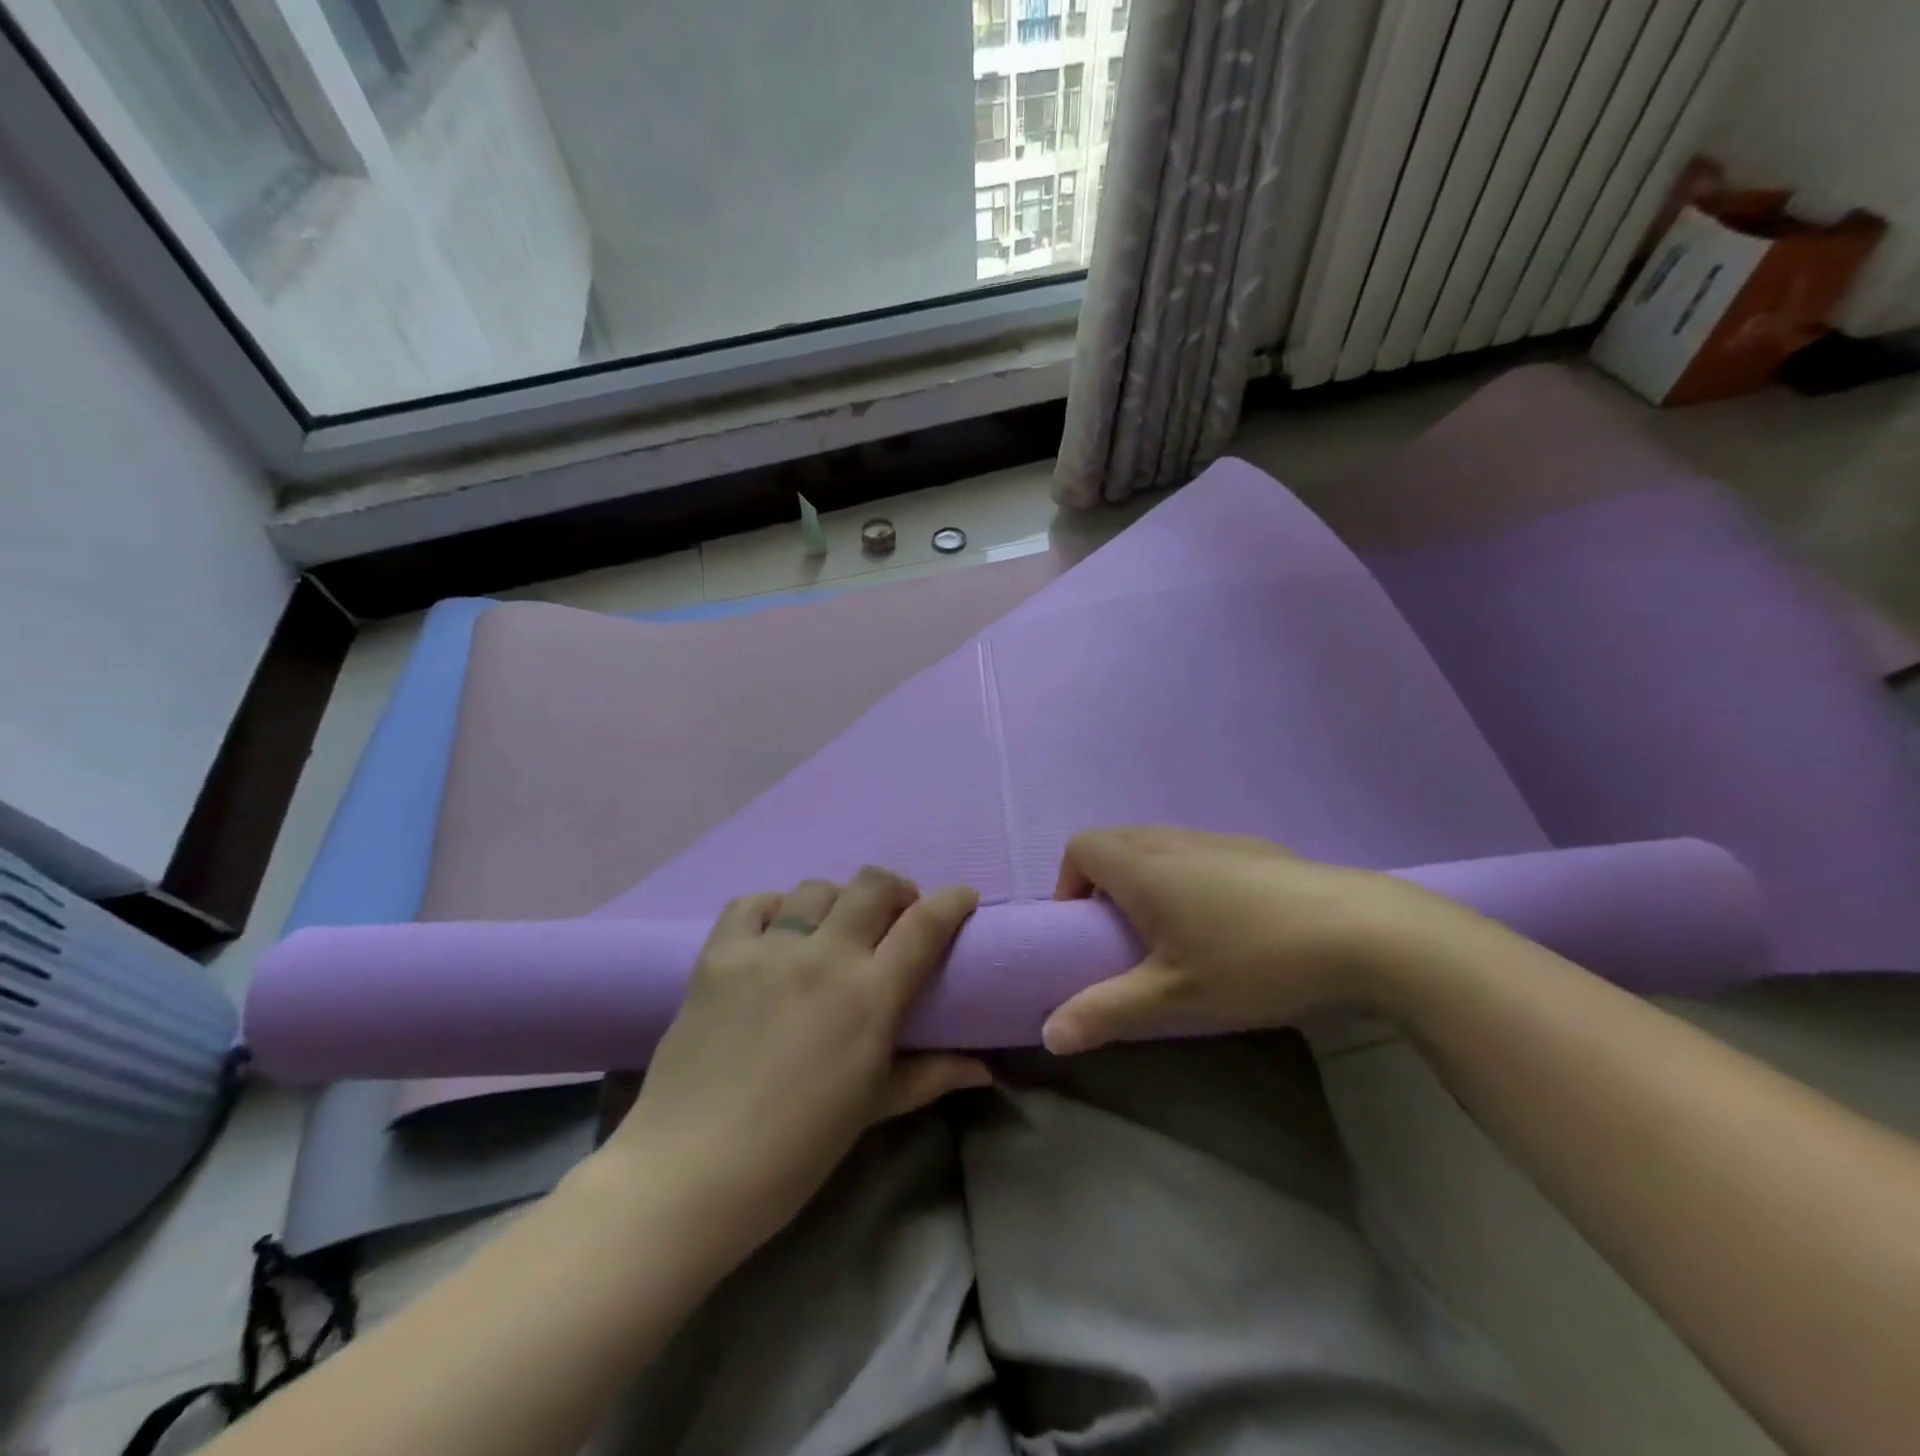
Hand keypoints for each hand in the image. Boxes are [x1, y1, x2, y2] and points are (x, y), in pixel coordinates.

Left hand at [604, 867, 990, 1257]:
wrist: (690, 1171)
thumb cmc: (796, 1150)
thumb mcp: (872, 1108)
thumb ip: (931, 1075)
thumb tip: (984, 1068)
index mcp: (869, 997)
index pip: (925, 925)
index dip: (952, 901)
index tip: (962, 898)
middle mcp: (823, 958)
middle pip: (872, 886)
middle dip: (897, 888)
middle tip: (897, 914)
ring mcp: (767, 950)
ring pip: (816, 888)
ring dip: (838, 900)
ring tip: (834, 927)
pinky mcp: (719, 954)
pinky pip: (753, 903)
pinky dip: (774, 907)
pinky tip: (776, 932)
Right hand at [1041, 826, 1490, 1054]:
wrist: (1363, 931)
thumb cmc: (1251, 960)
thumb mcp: (1172, 997)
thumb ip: (1105, 1012)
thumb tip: (1048, 1035)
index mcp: (1142, 865)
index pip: (1080, 847)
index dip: (1068, 883)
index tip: (1085, 929)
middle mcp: (1173, 840)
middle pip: (1116, 841)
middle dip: (1103, 882)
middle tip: (1122, 936)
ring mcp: (1219, 838)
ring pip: (1159, 844)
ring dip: (1147, 878)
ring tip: (1173, 932)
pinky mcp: (1258, 849)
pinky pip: (1199, 852)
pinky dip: (1187, 875)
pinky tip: (1226, 923)